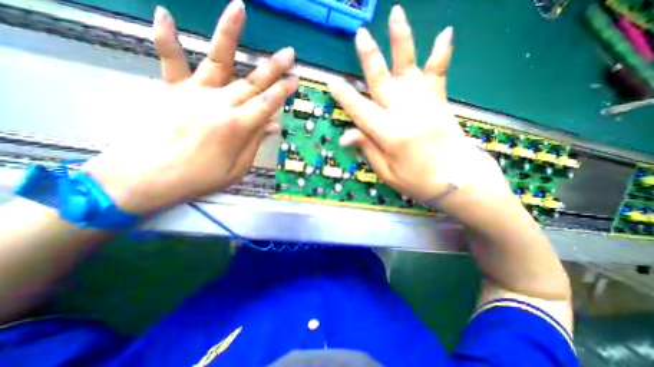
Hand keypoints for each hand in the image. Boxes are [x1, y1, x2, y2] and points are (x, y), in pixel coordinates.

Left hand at [83, 0, 297, 213]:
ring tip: (239, 7)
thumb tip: (273, 125)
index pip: (268, 103)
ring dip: (230, 33)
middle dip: (273, 67)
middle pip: (253, 81)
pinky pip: (170, 61)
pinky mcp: (173, 91)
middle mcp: (221, 104)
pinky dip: (167, 38)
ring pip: (218, 59)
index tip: (295, 79)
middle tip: (289, 53)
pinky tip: (167, 14)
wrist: (150, 177)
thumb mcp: (239, 167)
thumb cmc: (202, 177)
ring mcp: (195, 94)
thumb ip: (256, 142)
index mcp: (238, 127)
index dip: (284, 91)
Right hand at [333, 6, 504, 205]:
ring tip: (395, 14)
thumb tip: (347, 135)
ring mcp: (425, 104)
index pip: (360, 110)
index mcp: (389, 133)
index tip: (331, 82)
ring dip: (401, 41)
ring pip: (409, 68)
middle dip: (369, 58)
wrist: (457, 182)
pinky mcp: (439, 103)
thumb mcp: (386, 172)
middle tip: (359, 35)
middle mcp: (405, 112)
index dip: (344, 97)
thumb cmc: (418, 181)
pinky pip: (439, 74)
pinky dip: (441, 54)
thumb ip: (367, 149)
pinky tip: (446, 32)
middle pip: (381, 81)